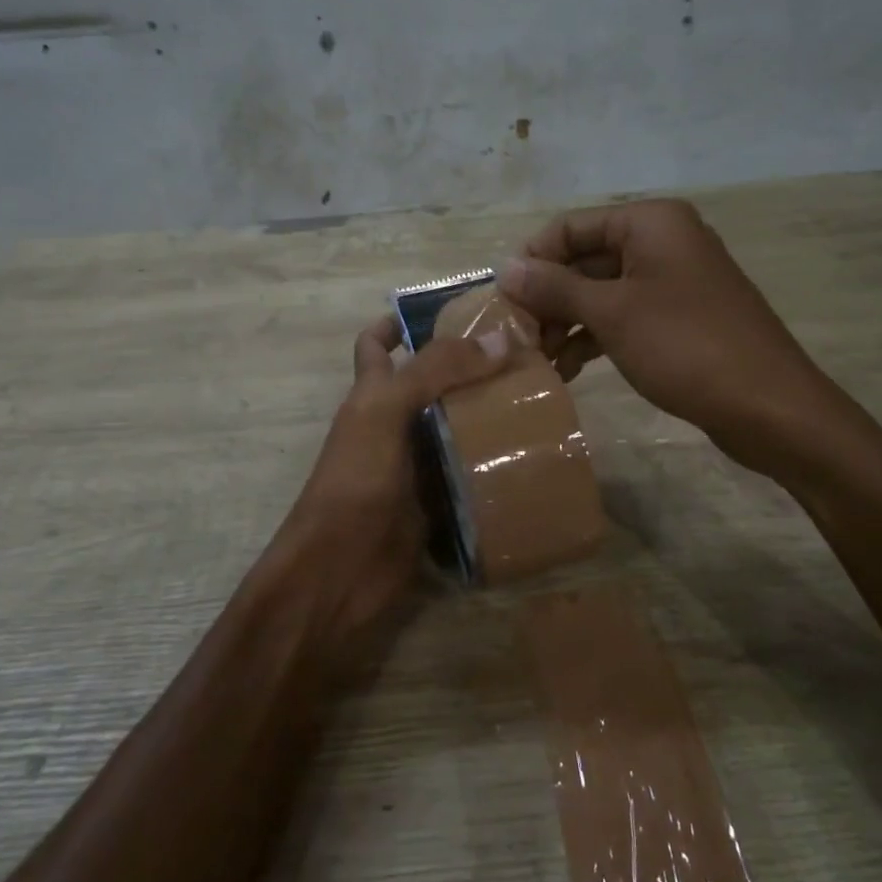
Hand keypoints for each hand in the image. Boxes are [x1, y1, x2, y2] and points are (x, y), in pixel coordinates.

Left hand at [247, 315, 506, 680]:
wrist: (340, 572)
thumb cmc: (355, 482)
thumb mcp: (386, 412)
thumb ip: (436, 371)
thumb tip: (500, 340)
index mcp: (371, 394)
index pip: (378, 344)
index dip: (403, 321)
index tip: (455, 309)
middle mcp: (393, 424)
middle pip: (431, 384)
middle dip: (470, 368)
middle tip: (525, 356)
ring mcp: (416, 466)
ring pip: (456, 429)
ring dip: (490, 416)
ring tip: (542, 400)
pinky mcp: (438, 504)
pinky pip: (471, 475)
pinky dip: (496, 466)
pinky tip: (534, 456)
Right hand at [498, 199, 853, 472]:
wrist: (770, 407)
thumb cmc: (686, 346)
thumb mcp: (612, 313)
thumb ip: (555, 287)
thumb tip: (504, 267)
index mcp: (650, 223)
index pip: (570, 227)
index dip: (533, 260)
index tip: (503, 303)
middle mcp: (661, 242)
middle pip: (584, 260)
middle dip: (548, 298)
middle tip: (518, 339)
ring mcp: (672, 282)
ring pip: (601, 293)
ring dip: (567, 323)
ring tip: (539, 361)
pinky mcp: (678, 319)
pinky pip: (623, 317)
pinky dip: (594, 338)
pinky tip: (569, 370)